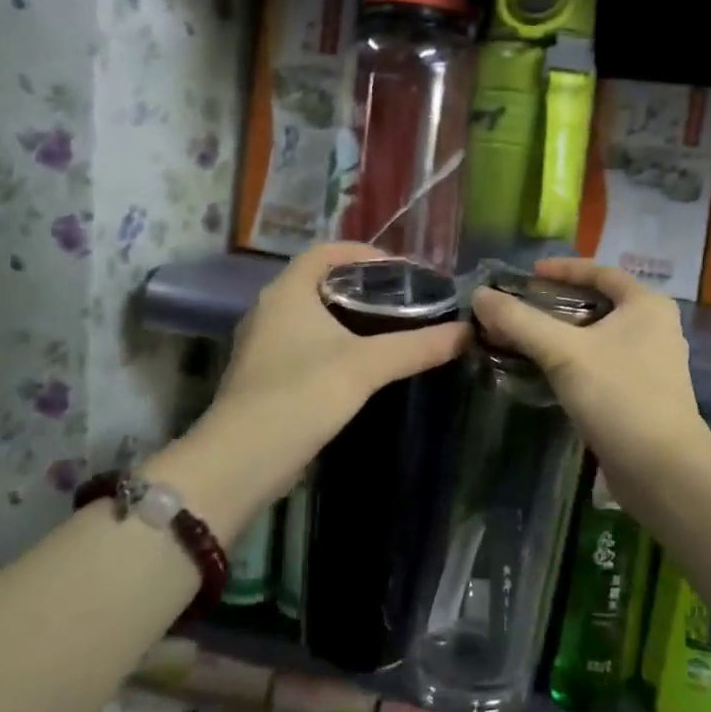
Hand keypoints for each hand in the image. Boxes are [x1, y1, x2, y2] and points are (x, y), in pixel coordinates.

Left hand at [146, 245, 469, 522]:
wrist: (243, 460)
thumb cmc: (302, 394)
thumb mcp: (367, 366)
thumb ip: (417, 346)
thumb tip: (467, 331)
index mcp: (288, 291)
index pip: (327, 251)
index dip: (365, 253)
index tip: (403, 271)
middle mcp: (270, 310)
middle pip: (321, 282)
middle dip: (363, 288)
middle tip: (405, 301)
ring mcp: (263, 345)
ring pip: (313, 317)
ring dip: (349, 319)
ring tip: (391, 331)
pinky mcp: (265, 377)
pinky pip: (306, 346)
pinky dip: (335, 346)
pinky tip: (362, 367)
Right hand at [471, 259, 710, 498]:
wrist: (663, 471)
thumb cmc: (619, 397)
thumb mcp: (565, 353)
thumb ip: (521, 322)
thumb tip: (480, 295)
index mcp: (647, 306)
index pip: (601, 271)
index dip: (563, 269)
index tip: (528, 274)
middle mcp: (655, 328)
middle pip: (599, 303)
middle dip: (558, 303)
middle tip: (520, 307)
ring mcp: (651, 364)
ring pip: (599, 337)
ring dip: (564, 335)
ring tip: (525, 338)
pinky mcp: (642, 395)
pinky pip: (602, 364)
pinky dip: (575, 361)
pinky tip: (546, 372)